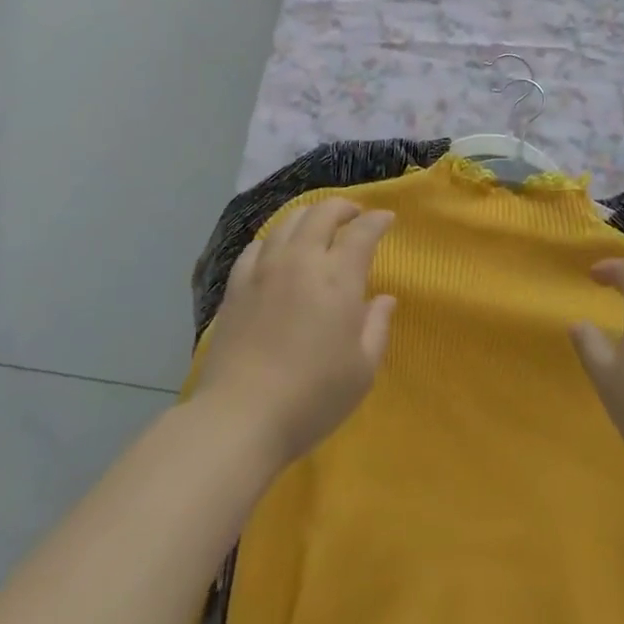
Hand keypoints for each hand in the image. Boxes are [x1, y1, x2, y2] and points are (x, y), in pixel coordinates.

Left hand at [196, 198, 396, 468]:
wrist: (240, 417)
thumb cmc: (312, 397)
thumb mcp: (362, 370)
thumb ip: (377, 327)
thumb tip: (385, 298)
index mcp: (337, 278)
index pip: (362, 232)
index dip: (377, 220)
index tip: (386, 219)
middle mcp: (301, 260)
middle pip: (322, 213)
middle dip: (343, 207)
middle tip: (354, 215)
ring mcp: (264, 269)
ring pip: (288, 221)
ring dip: (309, 216)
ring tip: (317, 225)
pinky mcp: (236, 285)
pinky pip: (257, 246)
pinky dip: (274, 238)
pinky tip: (277, 250)